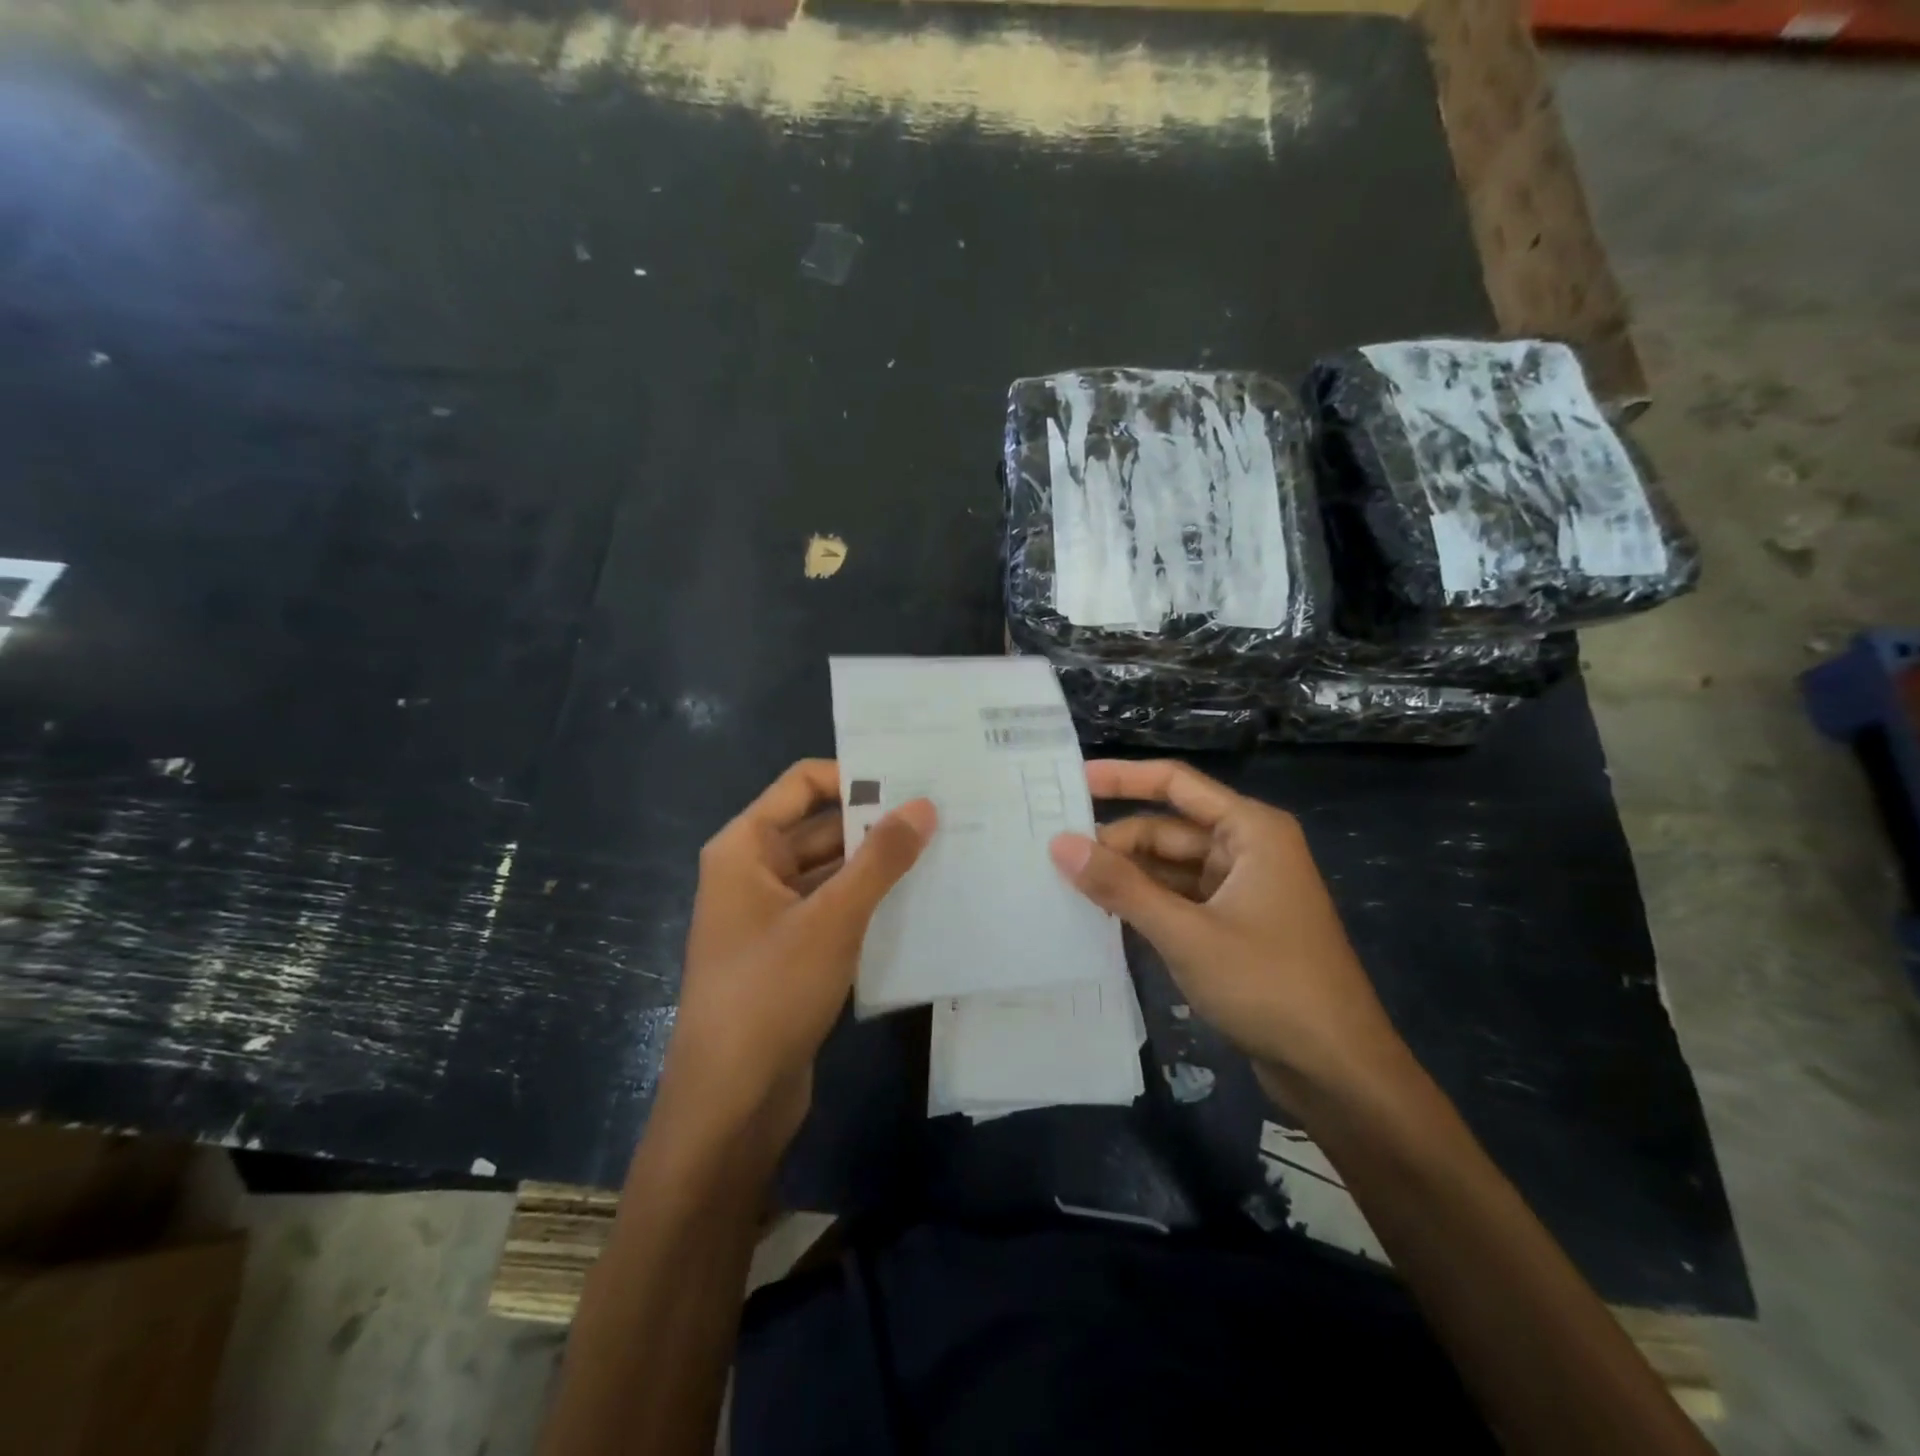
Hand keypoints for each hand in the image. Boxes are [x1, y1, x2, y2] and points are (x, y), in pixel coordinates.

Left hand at [655, 760, 936, 1161]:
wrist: (730, 1102)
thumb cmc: (771, 992)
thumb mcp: (833, 918)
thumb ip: (880, 858)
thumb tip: (923, 805)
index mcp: (745, 847)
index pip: (802, 784)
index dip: (854, 776)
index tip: (912, 781)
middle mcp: (753, 872)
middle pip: (819, 827)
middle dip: (875, 822)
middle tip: (943, 813)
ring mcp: (771, 914)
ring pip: (830, 871)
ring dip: (876, 865)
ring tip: (943, 850)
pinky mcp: (790, 952)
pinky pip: (832, 909)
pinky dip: (868, 901)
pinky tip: (918, 900)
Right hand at [1048, 759, 1410, 1106]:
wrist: (1338, 1071)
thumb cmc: (1269, 985)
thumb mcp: (1186, 933)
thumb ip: (1121, 886)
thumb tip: (1060, 844)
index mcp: (1250, 831)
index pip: (1175, 784)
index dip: (1122, 778)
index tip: (1070, 780)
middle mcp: (1248, 849)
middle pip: (1168, 830)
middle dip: (1117, 842)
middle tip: (1054, 855)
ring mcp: (1243, 890)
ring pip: (1171, 867)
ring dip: (1127, 876)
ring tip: (1066, 883)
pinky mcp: (1236, 926)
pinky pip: (1180, 899)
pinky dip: (1146, 903)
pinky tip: (1105, 915)